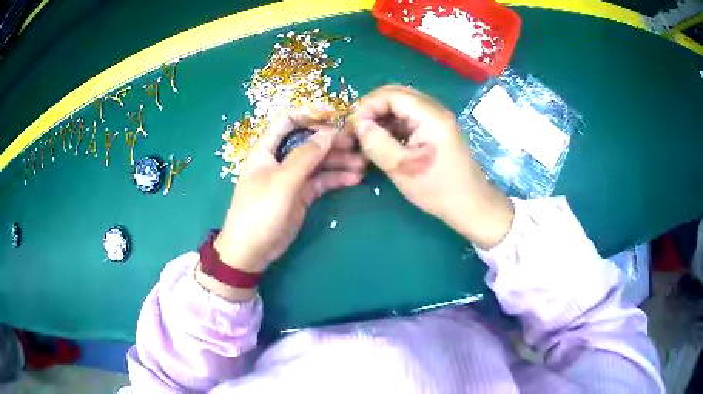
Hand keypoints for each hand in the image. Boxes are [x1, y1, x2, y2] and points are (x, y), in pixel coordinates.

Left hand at [196, 109, 365, 300]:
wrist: (251, 251)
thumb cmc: (259, 212)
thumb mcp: (282, 182)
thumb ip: (305, 156)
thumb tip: (328, 133)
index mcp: (267, 148)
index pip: (288, 120)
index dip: (311, 114)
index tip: (337, 115)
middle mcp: (280, 158)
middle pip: (309, 140)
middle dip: (332, 140)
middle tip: (357, 143)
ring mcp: (292, 177)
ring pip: (318, 161)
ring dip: (339, 160)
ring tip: (362, 164)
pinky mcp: (301, 194)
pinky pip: (321, 180)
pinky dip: (336, 178)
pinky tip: (354, 179)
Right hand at [353, 85, 513, 248]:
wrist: (469, 204)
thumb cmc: (437, 190)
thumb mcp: (402, 168)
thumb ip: (377, 143)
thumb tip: (359, 124)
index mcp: (431, 116)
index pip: (391, 94)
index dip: (368, 105)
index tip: (354, 127)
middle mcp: (436, 110)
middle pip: (396, 95)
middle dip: (373, 109)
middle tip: (358, 130)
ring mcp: (438, 118)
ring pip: (402, 105)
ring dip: (382, 117)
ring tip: (369, 138)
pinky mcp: (436, 128)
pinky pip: (409, 117)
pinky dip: (393, 125)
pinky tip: (384, 141)